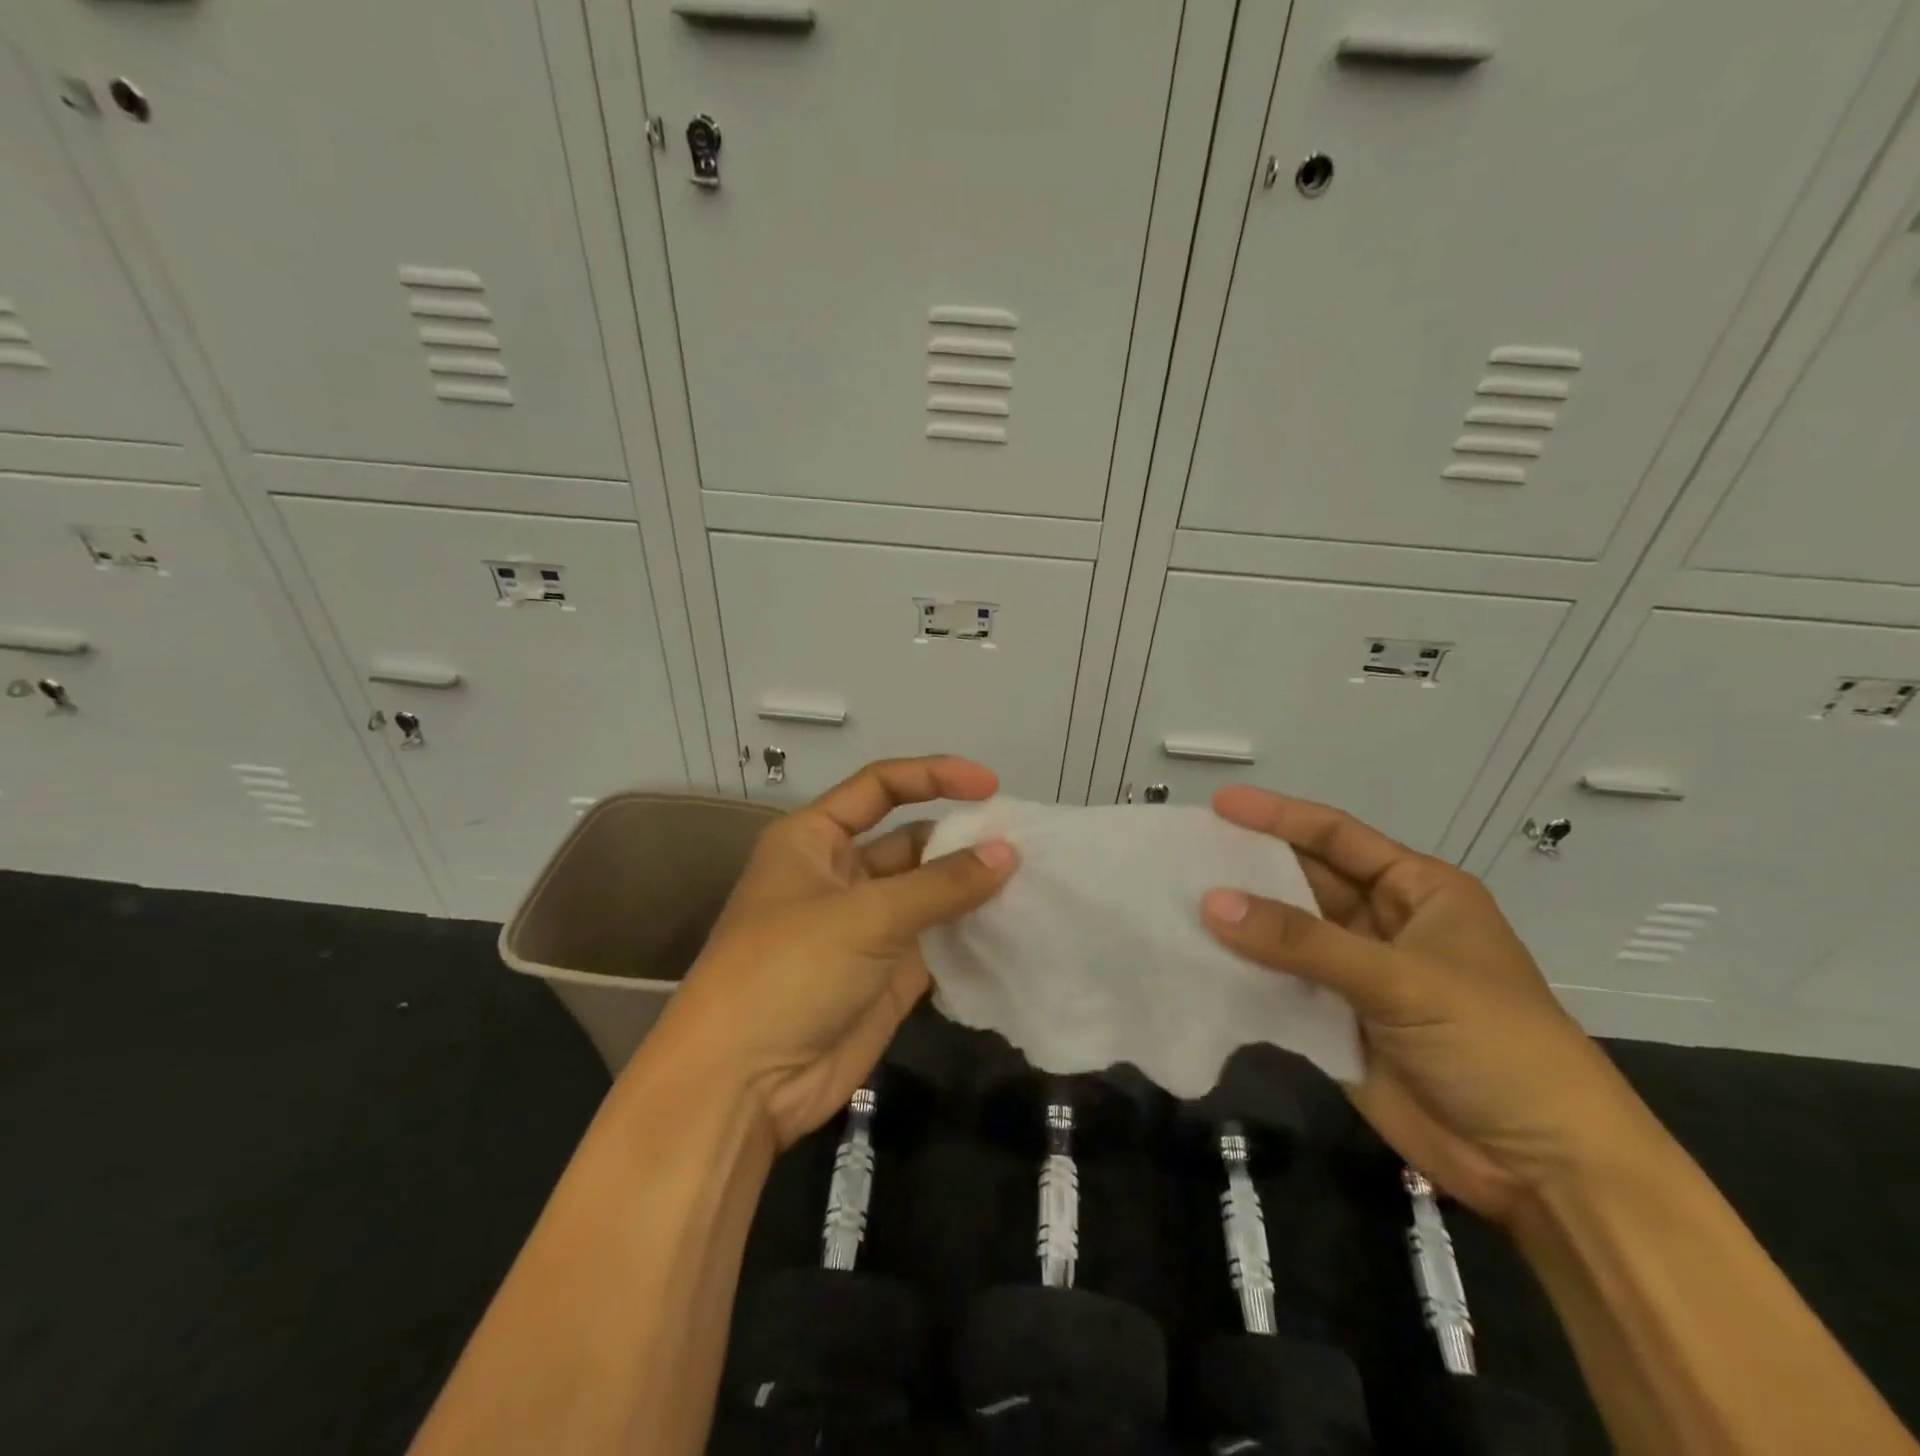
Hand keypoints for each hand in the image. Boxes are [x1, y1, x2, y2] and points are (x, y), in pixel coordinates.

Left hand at [647, 756, 1016, 1149]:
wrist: (744, 1085)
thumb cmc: (789, 971)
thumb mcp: (865, 915)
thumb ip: (941, 884)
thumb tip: (1007, 852)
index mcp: (813, 839)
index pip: (880, 786)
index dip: (934, 777)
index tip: (990, 786)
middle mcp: (840, 874)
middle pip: (911, 840)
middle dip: (962, 838)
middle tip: (1024, 844)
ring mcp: (865, 926)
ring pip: (928, 892)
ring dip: (971, 887)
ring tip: (1032, 881)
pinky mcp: (887, 972)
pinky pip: (937, 939)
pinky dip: (970, 932)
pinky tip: (1013, 926)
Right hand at [1199, 786, 1644, 1222]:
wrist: (1540, 1169)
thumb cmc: (1492, 1044)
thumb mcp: (1401, 979)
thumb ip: (1302, 940)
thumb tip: (1211, 902)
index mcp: (1418, 891)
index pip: (1338, 837)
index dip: (1279, 817)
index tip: (1220, 804)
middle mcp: (1383, 924)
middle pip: (1304, 882)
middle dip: (1250, 868)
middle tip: (1185, 852)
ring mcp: (1357, 975)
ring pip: (1286, 936)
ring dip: (1240, 922)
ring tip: (1175, 899)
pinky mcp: (1335, 1021)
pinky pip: (1279, 985)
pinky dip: (1242, 974)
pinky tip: (1196, 959)